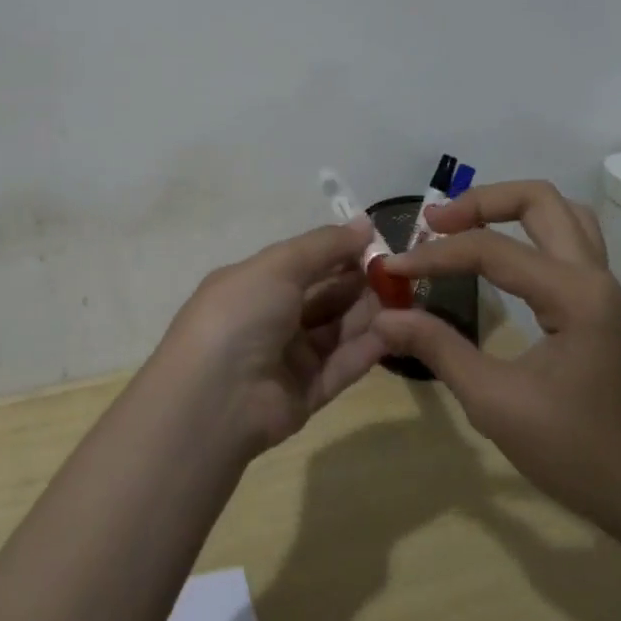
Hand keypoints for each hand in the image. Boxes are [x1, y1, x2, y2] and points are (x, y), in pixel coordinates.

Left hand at [158, 217, 389, 456]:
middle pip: (323, 296)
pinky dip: (366, 348)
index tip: (378, 244)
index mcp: (254, 284)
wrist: (215, 397)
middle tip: (400, 273)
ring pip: (336, 330)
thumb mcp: (279, 265)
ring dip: (368, 313)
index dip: (339, 252)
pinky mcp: (306, 394)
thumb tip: (364, 222)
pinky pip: (341, 366)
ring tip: (405, 298)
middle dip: (359, 282)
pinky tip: (396, 330)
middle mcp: (269, 318)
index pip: (304, 263)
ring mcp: (287, 358)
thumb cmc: (242, 313)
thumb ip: (324, 246)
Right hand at [374, 181, 620, 538]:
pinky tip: (500, 257)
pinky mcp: (600, 304)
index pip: (491, 249)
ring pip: (560, 212)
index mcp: (573, 294)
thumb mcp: (496, 405)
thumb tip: (385, 315)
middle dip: (479, 202)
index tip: (390, 268)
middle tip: (432, 224)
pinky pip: (566, 240)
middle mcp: (593, 275)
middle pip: (538, 199)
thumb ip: (438, 349)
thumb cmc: (580, 454)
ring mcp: (602, 287)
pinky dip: (527, 230)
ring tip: (462, 229)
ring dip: (508, 208)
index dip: (434, 255)